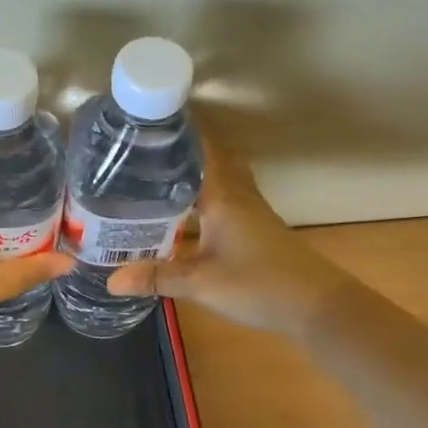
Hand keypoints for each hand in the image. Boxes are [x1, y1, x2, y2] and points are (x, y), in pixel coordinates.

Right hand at [107, 142, 349, 338]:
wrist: (317, 306)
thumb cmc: (260, 284)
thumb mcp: (201, 283)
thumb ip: (156, 277)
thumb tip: (110, 280)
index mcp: (222, 195)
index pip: (198, 149)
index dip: (174, 132)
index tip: (143, 122)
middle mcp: (236, 194)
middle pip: (208, 158)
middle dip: (179, 149)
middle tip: (142, 149)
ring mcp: (249, 209)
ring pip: (217, 177)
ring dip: (192, 171)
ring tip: (155, 173)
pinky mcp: (254, 226)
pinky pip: (222, 197)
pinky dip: (202, 194)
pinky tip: (182, 211)